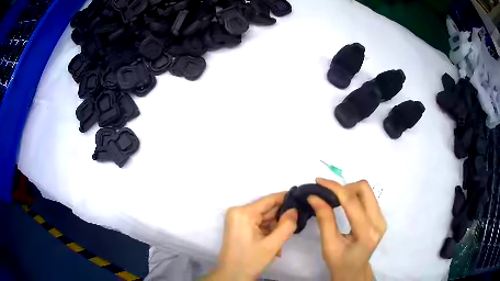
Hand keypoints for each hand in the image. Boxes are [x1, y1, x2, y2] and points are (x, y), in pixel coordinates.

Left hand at [204, 192, 297, 280]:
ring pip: (264, 219)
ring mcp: (238, 220)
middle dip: (281, 220)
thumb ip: (286, 226)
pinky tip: (275, 245)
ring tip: (282, 243)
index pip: (269, 200)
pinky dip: (268, 233)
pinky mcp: (239, 227)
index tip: (302, 199)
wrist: (232, 276)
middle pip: (266, 210)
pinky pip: (258, 225)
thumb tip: (295, 209)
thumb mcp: (271, 245)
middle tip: (297, 225)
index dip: (286, 198)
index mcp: (243, 213)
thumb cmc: (250, 261)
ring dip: (275, 230)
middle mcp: (238, 212)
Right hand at [308, 178, 386, 280]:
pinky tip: (344, 205)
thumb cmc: (339, 262)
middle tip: (328, 195)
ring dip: (349, 191)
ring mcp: (382, 219)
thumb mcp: (328, 245)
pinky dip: (354, 196)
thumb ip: (324, 220)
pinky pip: (368, 197)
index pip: (352, 201)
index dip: (334, 188)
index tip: (319, 181)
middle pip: (364, 189)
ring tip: (335, 200)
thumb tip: (314, 197)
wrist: (354, 271)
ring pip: (367, 191)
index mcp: (366, 232)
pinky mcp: (380, 217)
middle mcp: (379, 222)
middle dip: (344, 187)